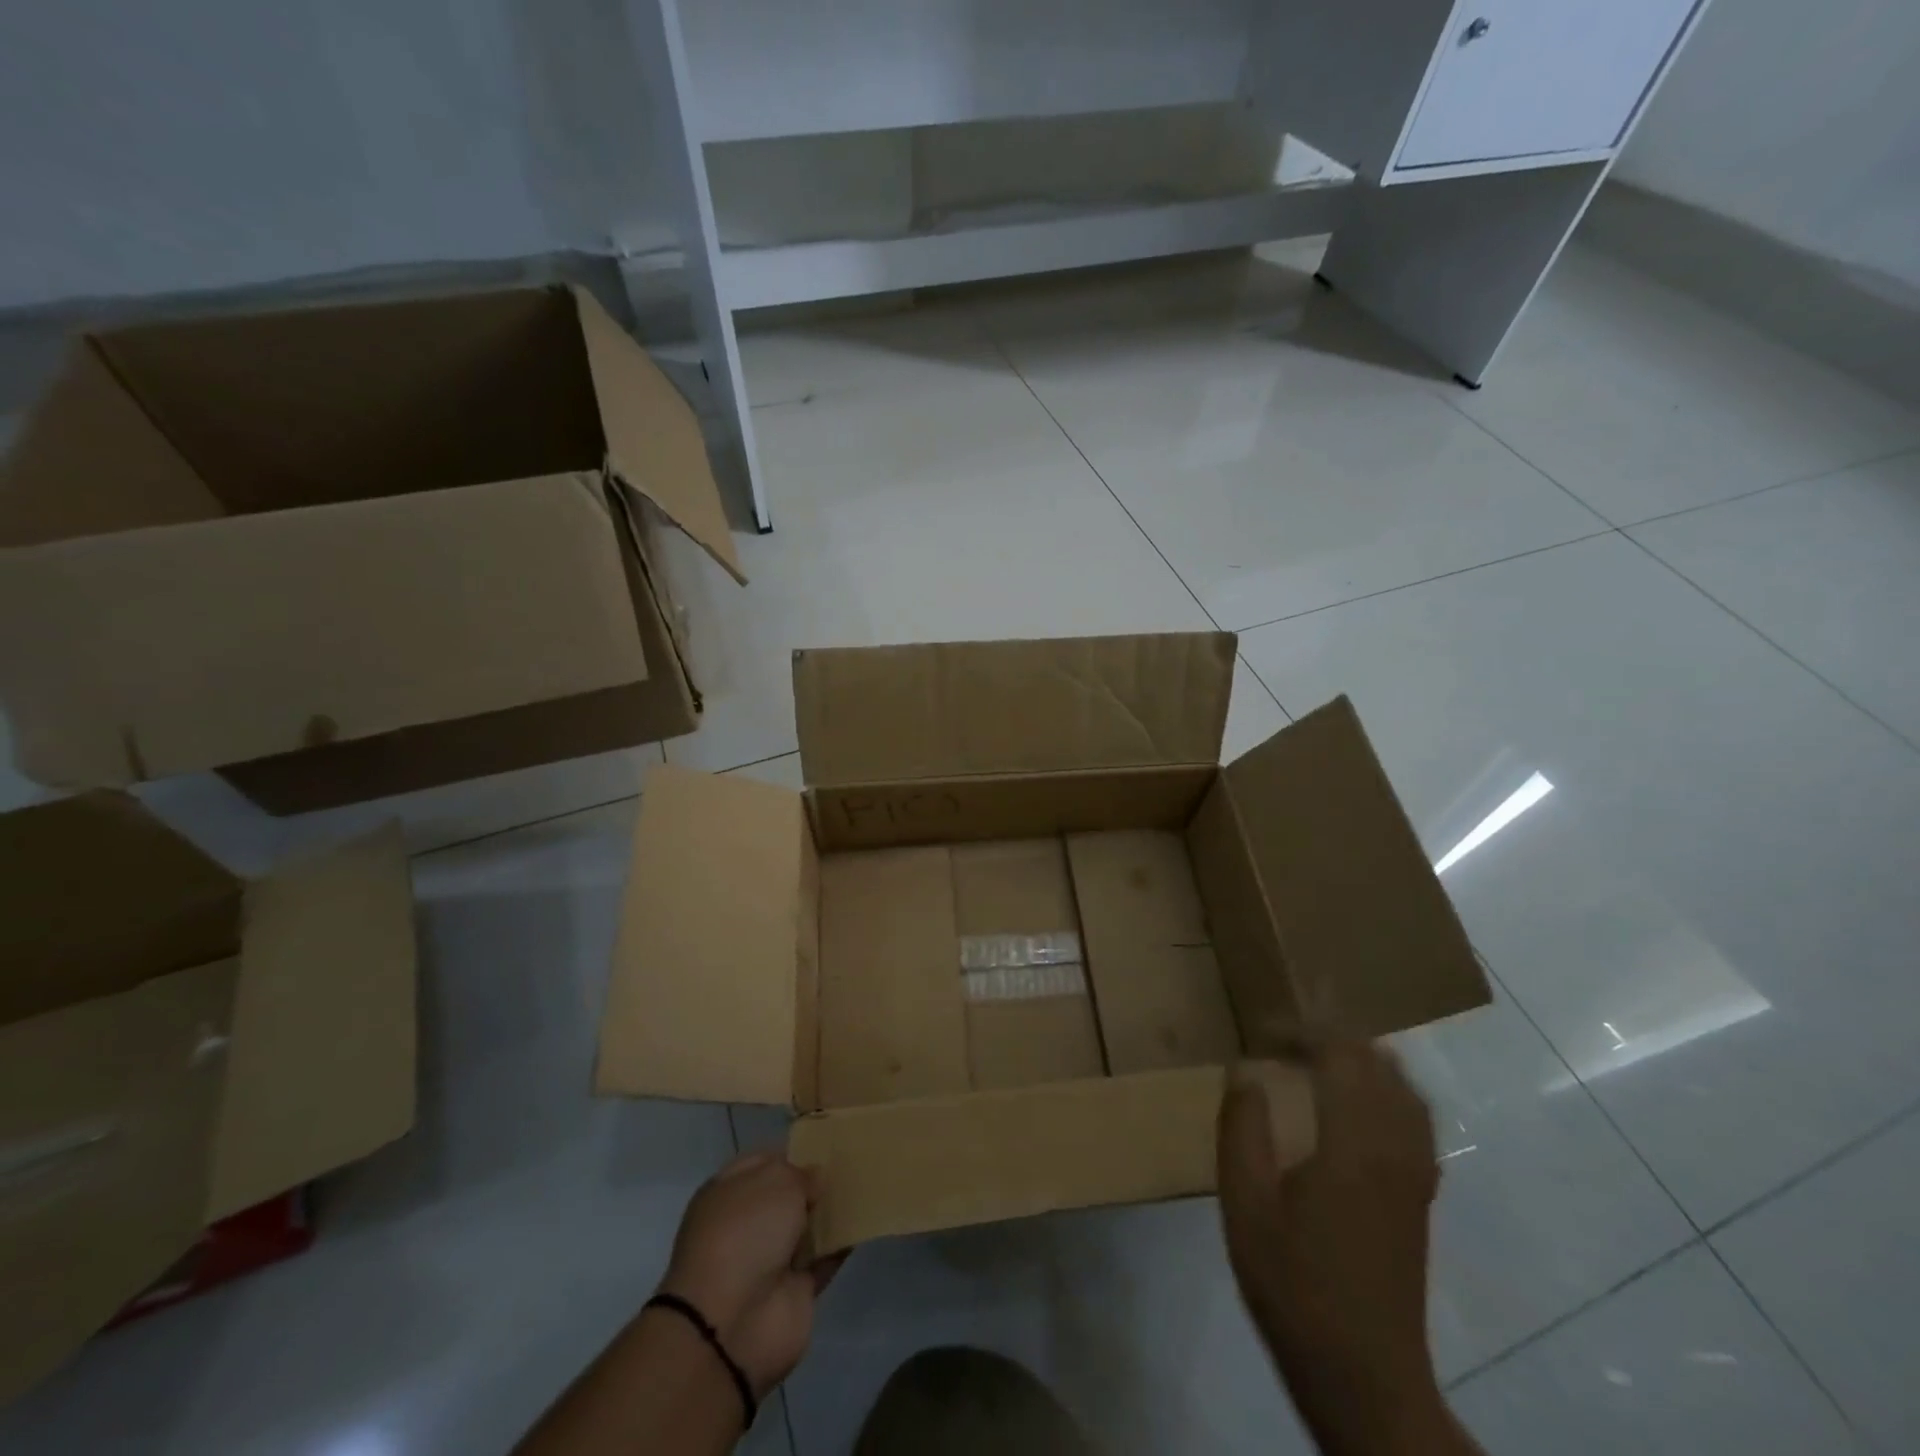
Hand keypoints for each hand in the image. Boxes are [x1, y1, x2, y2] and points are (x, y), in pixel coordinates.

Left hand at [657, 1151, 843, 1394]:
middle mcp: (747, 1223)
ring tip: (866, 1187)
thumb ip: (801, 1173)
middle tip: (854, 1162)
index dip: (794, 1152)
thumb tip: (815, 1181)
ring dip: (831, 1213)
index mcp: (728, 1192)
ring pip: (807, 1226)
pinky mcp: (794, 1291)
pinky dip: (841, 1244)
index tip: (828, 1143)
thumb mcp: (775, 1180)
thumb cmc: (745, 1233)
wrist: (732, 1324)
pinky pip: (824, 1258)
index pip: (764, 1161)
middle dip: (816, 1182)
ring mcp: (769, 1259)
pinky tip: (864, 1223)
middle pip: (788, 1195)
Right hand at [1218, 1040, 1441, 1426]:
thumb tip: (1244, 1070)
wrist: (1363, 1372)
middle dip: (1329, 1036)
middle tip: (1281, 1040)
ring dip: (1362, 1059)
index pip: (1338, 1055)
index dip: (1300, 1030)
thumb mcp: (1244, 1205)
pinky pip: (1415, 1118)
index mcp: (1351, 1145)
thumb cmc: (1293, 1284)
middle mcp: (1393, 1147)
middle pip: (1375, 1062)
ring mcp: (1415, 1171)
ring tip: (1317, 1058)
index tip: (1261, 1031)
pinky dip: (1388, 1090)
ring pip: (1403, 1087)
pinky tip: (1357, 1104)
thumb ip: (1241, 1129)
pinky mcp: (1421, 1193)